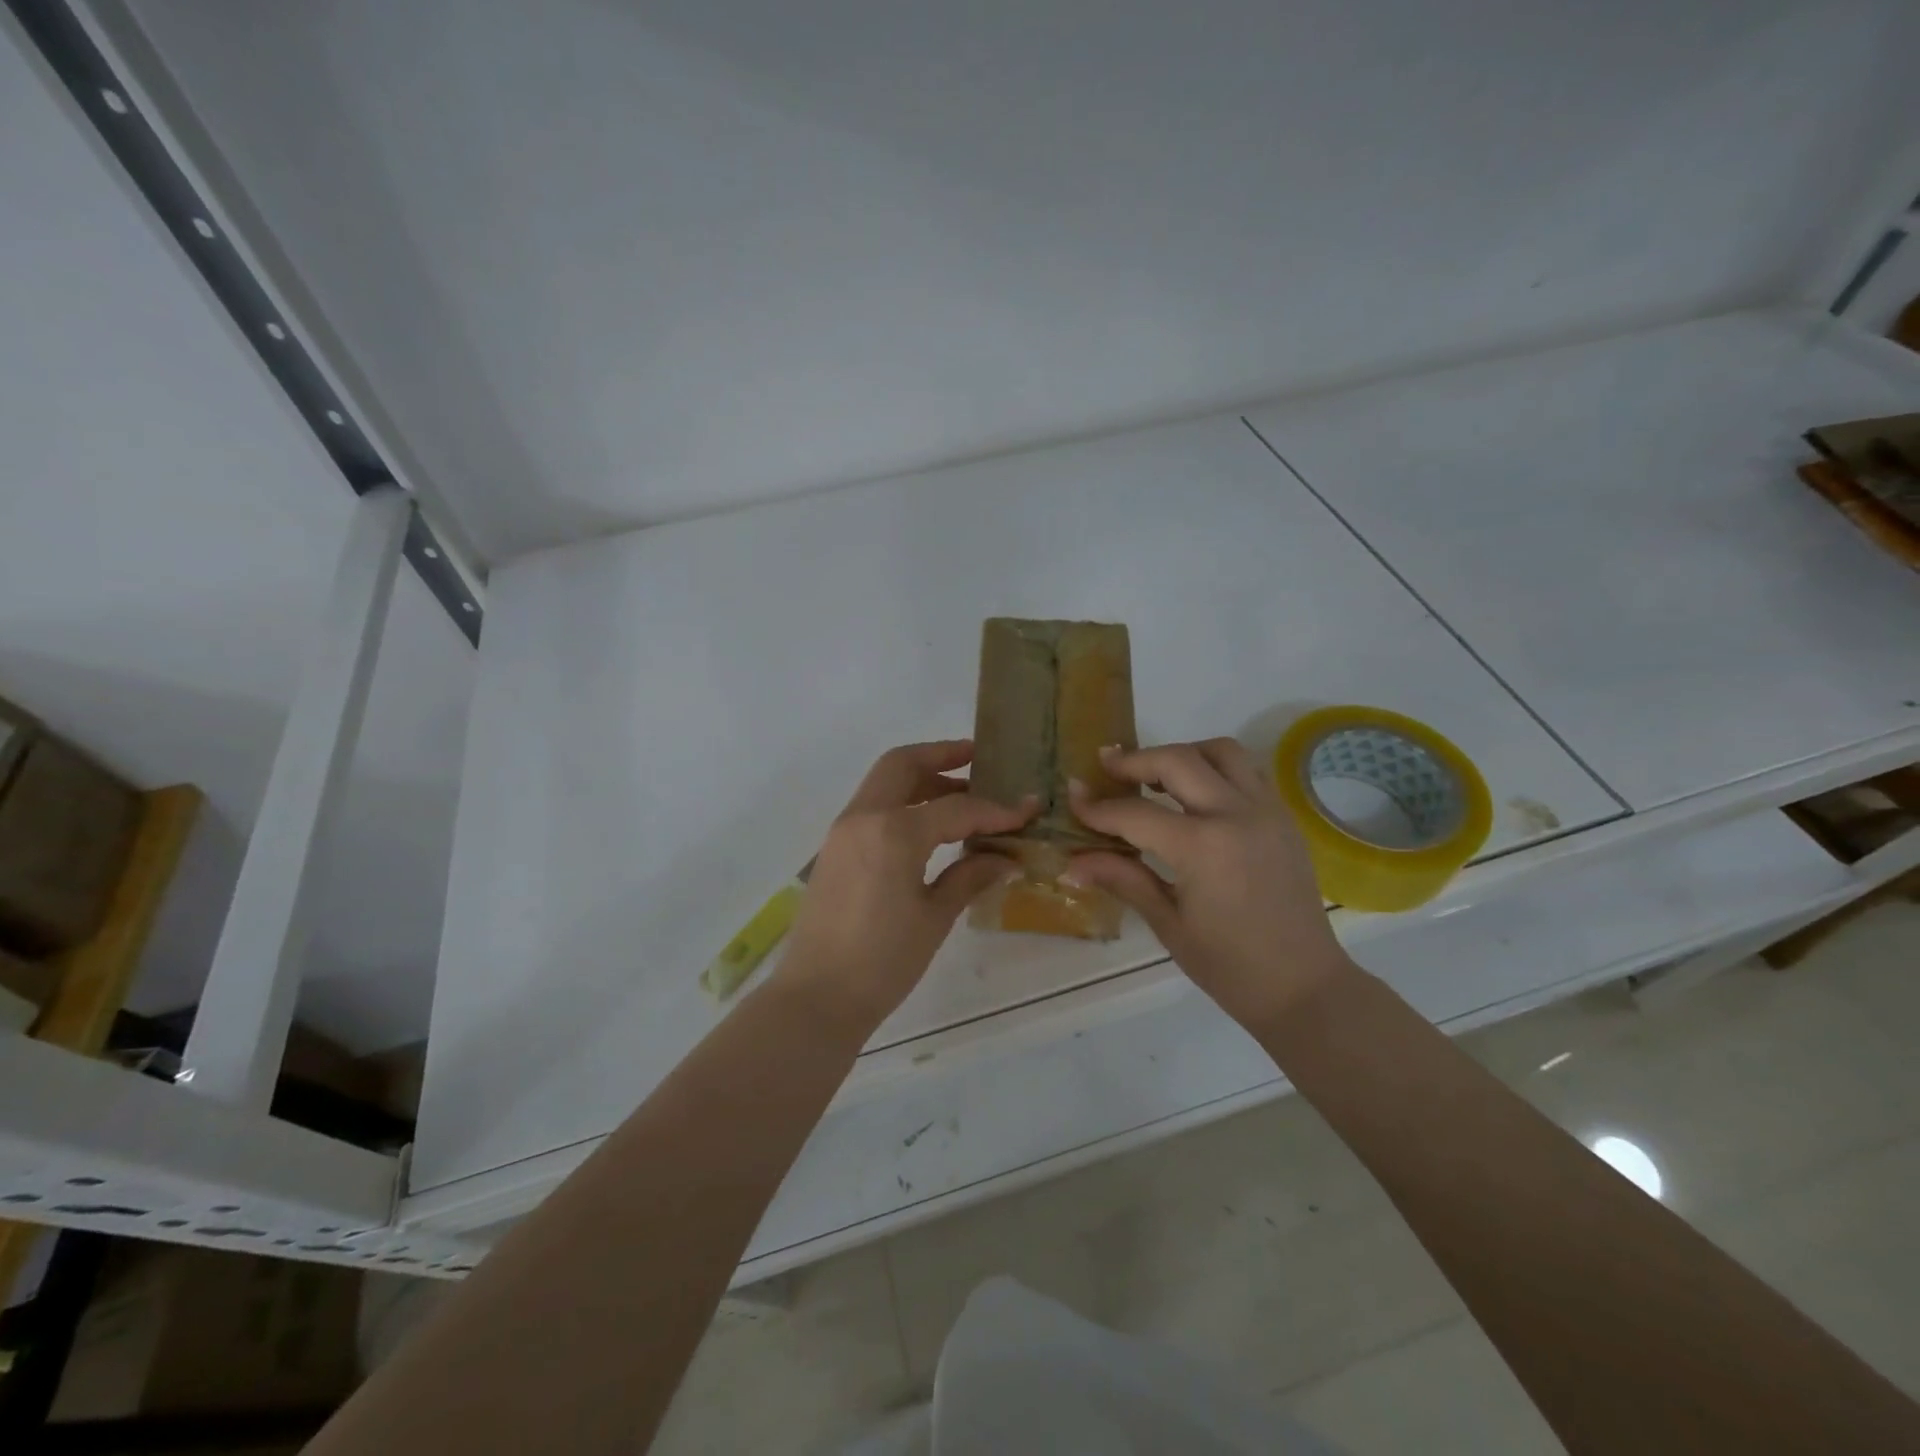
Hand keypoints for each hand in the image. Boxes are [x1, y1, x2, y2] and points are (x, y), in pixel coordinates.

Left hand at [776, 740, 1032, 1027]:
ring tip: (962, 794)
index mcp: (893, 831)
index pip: (955, 807)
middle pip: (903, 765)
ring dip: (921, 779)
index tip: (1026, 810)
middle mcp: (863, 817)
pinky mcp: (835, 850)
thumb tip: (1007, 857)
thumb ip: (970, 876)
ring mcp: (843, 831)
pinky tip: (930, 828)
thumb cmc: (882, 961)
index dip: (995, 809)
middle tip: (979, 760)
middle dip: (942, 756)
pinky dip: (903, 803)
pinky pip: (873, 808)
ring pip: (884, 783)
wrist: (816, 998)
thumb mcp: (934, 917)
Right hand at [1066, 738, 1351, 1028]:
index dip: (1098, 807)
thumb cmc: (1230, 966)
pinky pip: (1248, 770)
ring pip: (1222, 751)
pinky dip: (1216, 768)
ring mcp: (1267, 810)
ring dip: (1183, 753)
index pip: (1136, 813)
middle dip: (1136, 759)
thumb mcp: (1168, 924)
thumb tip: (1071, 865)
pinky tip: (1196, 794)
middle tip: (1107, 767)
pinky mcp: (1283, 817)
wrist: (1304, 986)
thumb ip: (1122, 879)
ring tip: (1157, 776)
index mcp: (1203, 847)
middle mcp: (1237, 815)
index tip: (1073, 798)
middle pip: (1178, 760)